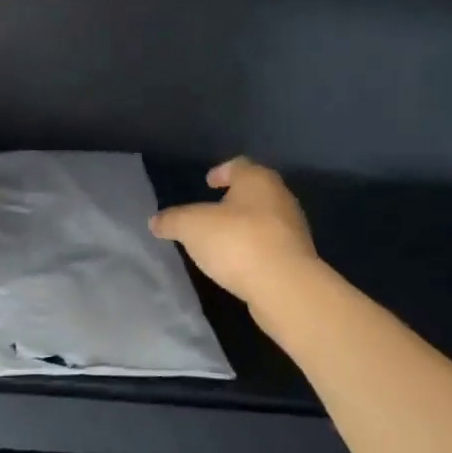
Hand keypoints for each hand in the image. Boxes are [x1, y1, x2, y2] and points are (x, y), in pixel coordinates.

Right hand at [151, 157, 317, 306]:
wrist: (284, 287)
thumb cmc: (236, 241)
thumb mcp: (190, 227)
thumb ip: (172, 220)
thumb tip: (155, 222)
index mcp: (257, 180)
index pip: (238, 165)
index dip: (221, 171)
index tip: (208, 182)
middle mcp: (280, 198)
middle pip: (254, 192)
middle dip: (233, 200)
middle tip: (211, 211)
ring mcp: (292, 229)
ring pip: (263, 219)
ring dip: (243, 226)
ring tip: (220, 240)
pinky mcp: (296, 258)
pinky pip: (269, 246)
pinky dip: (253, 249)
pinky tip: (237, 263)